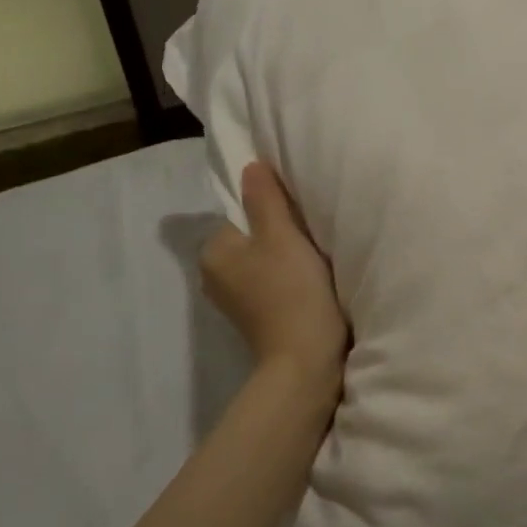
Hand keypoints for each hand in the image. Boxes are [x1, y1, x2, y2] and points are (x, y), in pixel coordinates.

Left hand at [201, 162, 348, 410]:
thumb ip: (265, 197)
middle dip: (279, 232)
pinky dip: (287, 277)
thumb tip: (249, 166)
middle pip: (252, 235)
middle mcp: (214, 275)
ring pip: (262, 258)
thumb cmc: (291, 290)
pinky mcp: (255, 317)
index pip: (241, 212)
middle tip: (310, 236)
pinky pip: (269, 281)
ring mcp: (234, 300)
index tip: (299, 217)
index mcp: (213, 252)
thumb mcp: (281, 234)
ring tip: (313, 260)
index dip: (272, 209)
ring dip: (286, 255)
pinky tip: (308, 282)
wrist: (305, 360)